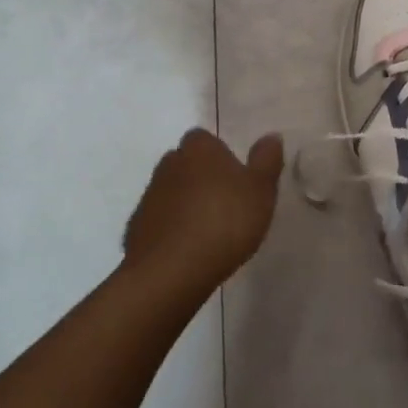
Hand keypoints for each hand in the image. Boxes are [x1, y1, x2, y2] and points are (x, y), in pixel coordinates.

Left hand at [123, 129, 283, 297]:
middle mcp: (169, 164)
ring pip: (173, 191)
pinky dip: (173, 229)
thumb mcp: (260, 190)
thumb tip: (271, 136)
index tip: (236, 178)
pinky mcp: (136, 227)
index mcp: (199, 148)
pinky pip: (161, 220)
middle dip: (203, 177)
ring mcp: (149, 196)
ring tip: (210, 230)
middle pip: (188, 163)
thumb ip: (267, 161)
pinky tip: (189, 250)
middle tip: (227, 202)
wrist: (171, 271)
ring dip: (187, 203)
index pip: (206, 139)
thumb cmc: (224, 222)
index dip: (220, 155)